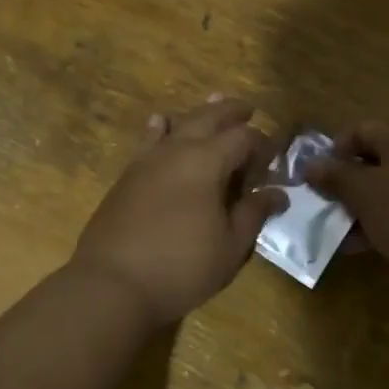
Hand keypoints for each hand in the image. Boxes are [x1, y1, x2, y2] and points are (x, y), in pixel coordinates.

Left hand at [71, 97, 286, 326]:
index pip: (243, 137)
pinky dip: (160, 127)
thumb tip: (277, 193)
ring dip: (199, 114)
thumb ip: (253, 213)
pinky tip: (161, 122)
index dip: (263, 144)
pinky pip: (148, 139)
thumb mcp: (230, 246)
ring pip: (177, 123)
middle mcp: (177, 149)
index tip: (273, 160)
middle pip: (209, 117)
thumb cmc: (181, 267)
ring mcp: (147, 160)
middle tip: (248, 109)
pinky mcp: (127, 175)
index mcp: (207, 161)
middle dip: (231, 112)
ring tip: (212, 104)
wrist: (112, 284)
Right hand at [306, 120, 388, 274]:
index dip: (334, 151)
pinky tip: (375, 247)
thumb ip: (335, 178)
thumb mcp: (364, 195)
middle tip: (329, 210)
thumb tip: (309, 163)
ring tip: (347, 236)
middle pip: (378, 161)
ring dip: (368, 209)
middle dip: (349, 186)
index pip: (360, 130)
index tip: (318, 180)